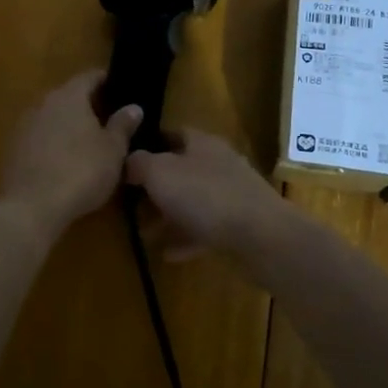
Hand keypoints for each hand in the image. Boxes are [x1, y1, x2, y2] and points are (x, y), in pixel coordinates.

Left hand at [0, 71, 142, 237]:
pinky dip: (51, 143)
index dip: (105, 80)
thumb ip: (123, 125)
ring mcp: (23, 126)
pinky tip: (62, 160)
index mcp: (69, 96)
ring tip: (86, 141)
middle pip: (68, 95)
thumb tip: (133, 106)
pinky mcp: (12, 149)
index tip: (119, 87)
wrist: (32, 207)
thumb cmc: (81, 172)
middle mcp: (43, 103)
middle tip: (107, 117)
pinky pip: (38, 137)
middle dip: (86, 104)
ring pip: (51, 117)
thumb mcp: (113, 150)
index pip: (89, 77)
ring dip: (67, 124)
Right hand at [124, 129, 288, 260]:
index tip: (126, 160)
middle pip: (182, 169)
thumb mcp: (159, 173)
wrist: (261, 236)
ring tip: (145, 233)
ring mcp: (232, 195)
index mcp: (201, 143)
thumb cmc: (205, 196)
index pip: (172, 133)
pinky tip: (168, 254)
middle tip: (130, 202)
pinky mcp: (240, 224)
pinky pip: (205, 229)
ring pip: (193, 201)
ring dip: (169, 216)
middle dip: (156, 186)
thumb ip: (138, 164)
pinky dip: (186, 238)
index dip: (149, 143)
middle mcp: (218, 164)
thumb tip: (128, 161)